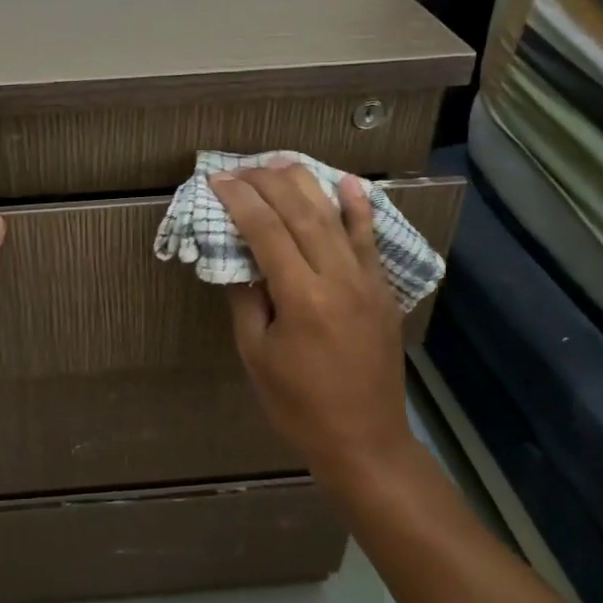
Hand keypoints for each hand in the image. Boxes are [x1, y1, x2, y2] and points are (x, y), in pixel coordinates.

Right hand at [212, 161, 412, 480]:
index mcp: (301, 298)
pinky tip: (349, 183)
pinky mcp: (382, 291)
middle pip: (302, 214)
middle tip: (243, 167)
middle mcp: (337, 279)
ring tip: (282, 162)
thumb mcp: (256, 356)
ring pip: (336, 218)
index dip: (241, 201)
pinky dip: (359, 209)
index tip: (219, 180)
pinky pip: (370, 240)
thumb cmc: (298, 405)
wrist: (364, 440)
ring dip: (307, 185)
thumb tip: (237, 261)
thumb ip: (246, 301)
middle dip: (269, 184)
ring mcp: (366, 282)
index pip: (267, 232)